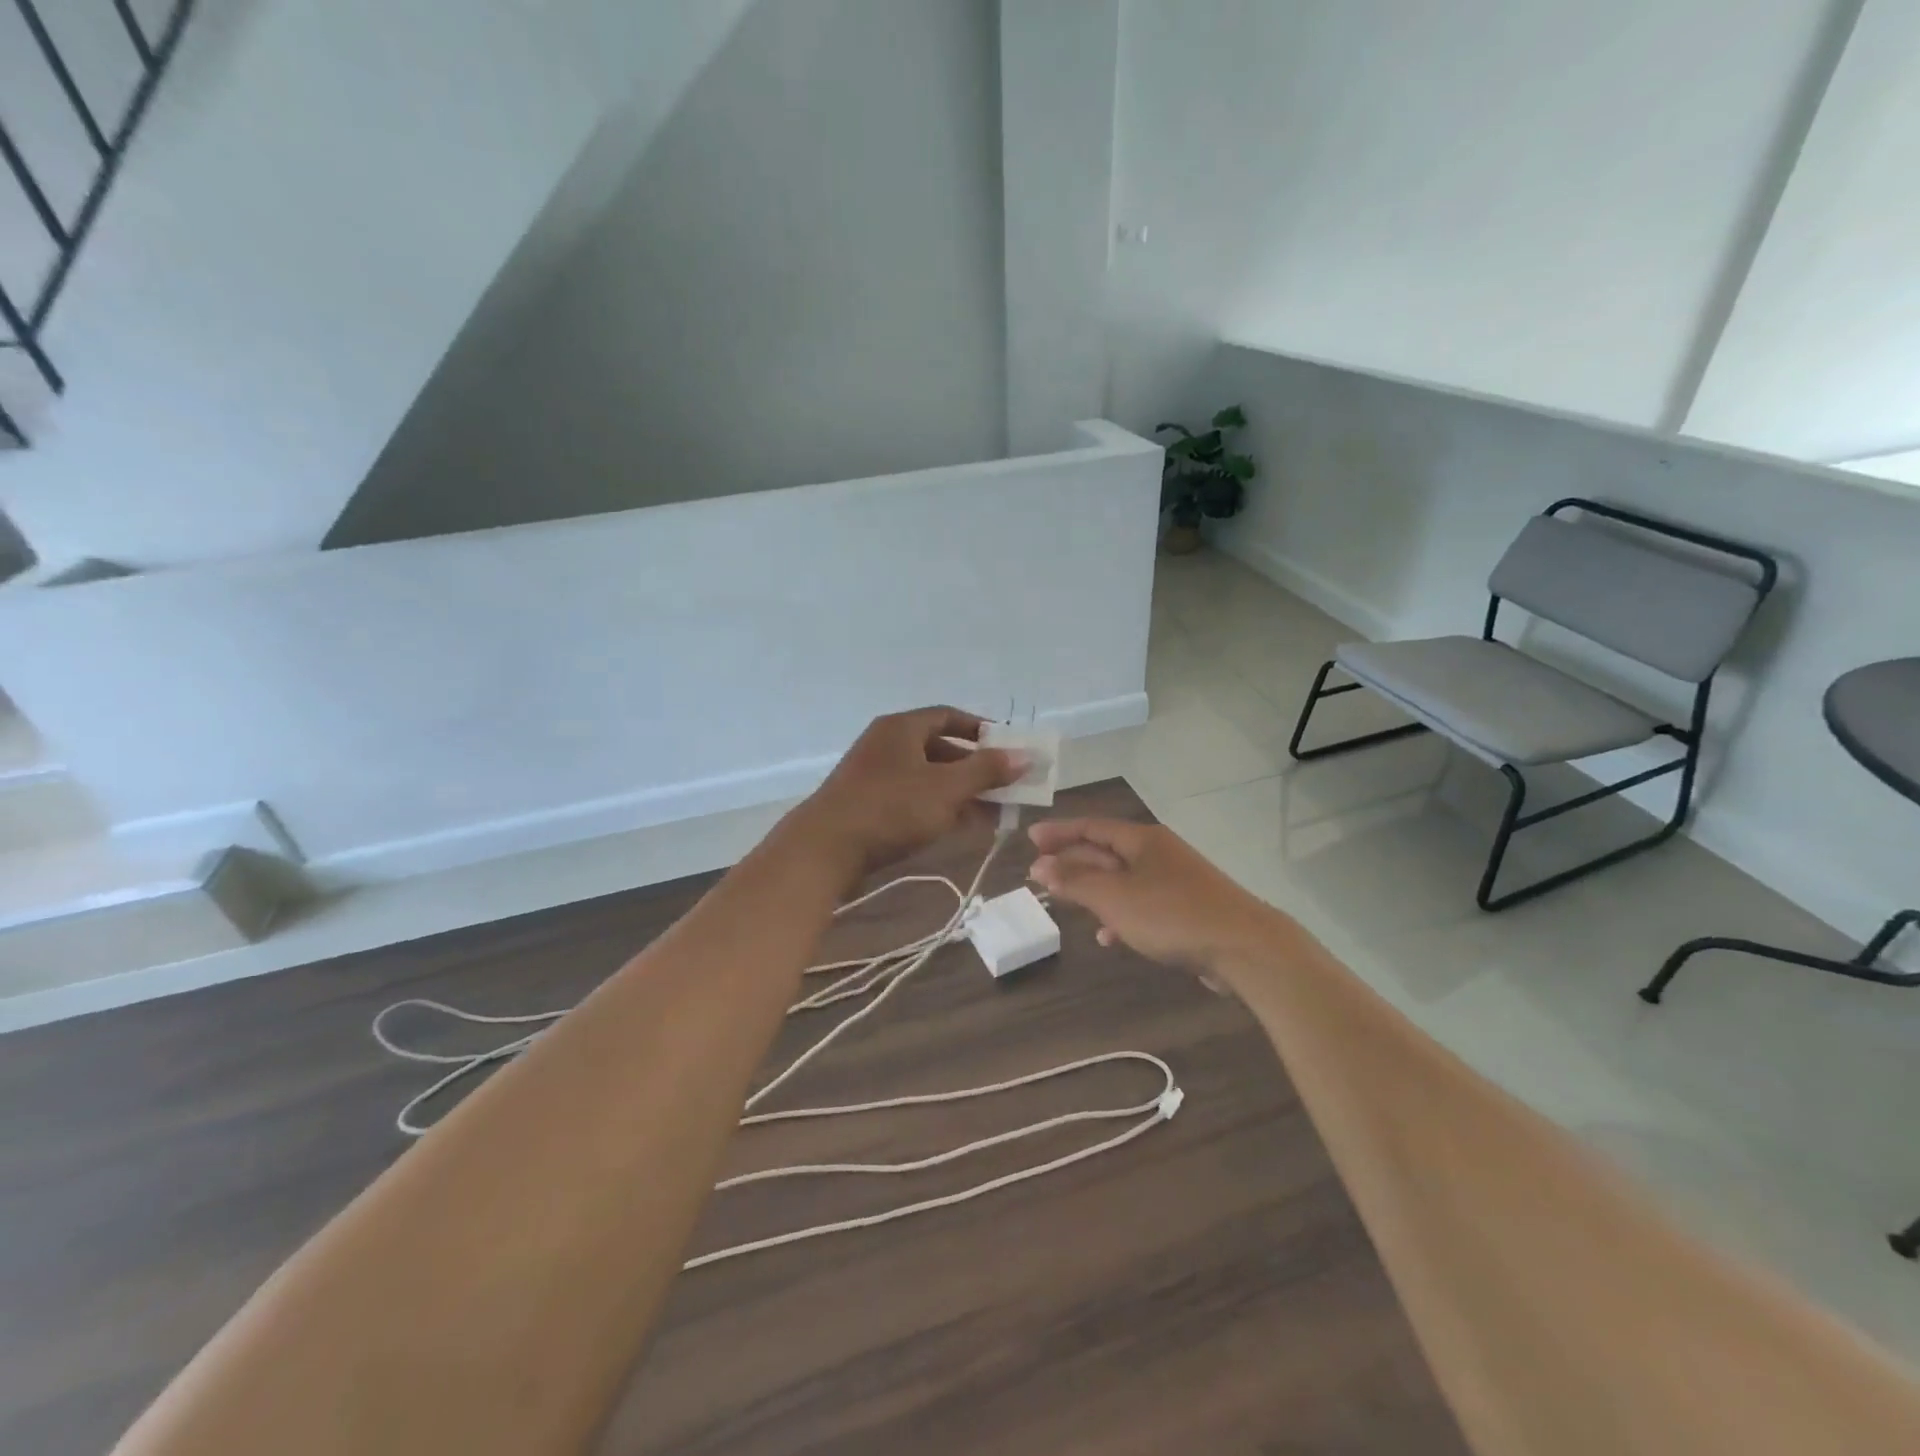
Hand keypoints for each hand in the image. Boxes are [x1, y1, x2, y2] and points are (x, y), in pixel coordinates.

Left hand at [788, 707, 1025, 875]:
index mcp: (902, 728)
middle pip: (940, 749)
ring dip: (961, 793)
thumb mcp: (946, 788)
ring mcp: (875, 776)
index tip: (1008, 747)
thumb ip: (987, 771)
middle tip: (1006, 787)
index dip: (981, 730)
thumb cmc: (891, 808)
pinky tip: (964, 828)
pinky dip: (940, 808)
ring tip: (994, 813)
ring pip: (929, 778)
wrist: (826, 849)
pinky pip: (913, 799)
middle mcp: (887, 745)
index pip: (948, 716)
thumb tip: (1025, 756)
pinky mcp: (869, 805)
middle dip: (976, 769)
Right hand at [1027, 818, 1284, 976]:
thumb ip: (1075, 881)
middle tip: (1039, 873)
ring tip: (1065, 904)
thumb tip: (1040, 866)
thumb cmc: (1172, 914)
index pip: (1091, 827)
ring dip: (1092, 890)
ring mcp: (1175, 881)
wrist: (1244, 948)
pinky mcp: (1187, 910)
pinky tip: (1108, 937)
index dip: (1059, 831)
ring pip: (1123, 880)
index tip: (1030, 838)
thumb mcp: (1114, 897)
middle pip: (1106, 851)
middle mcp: (1158, 853)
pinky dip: (1120, 915)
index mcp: (1141, 840)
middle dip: (1072, 862)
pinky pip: (1142, 904)